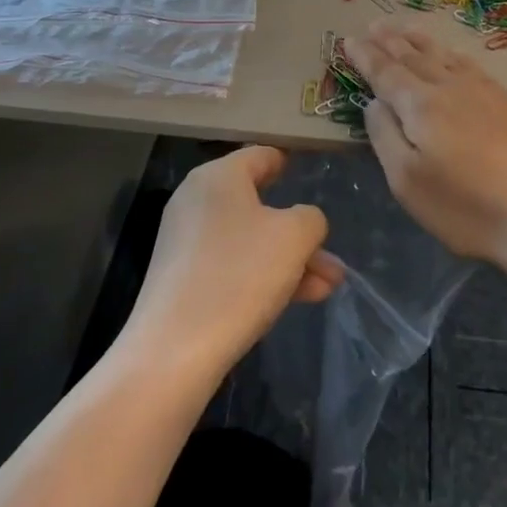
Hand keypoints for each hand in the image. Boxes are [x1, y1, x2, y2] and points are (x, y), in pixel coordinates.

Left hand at [128, 148, 344, 372]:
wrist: (174, 351)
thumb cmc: (239, 275)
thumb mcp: (294, 237)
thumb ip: (310, 219)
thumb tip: (303, 222)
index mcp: (218, 177)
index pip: (262, 155)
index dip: (289, 163)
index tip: (311, 175)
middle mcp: (197, 200)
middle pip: (260, 204)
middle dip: (301, 232)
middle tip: (332, 256)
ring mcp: (187, 241)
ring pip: (251, 240)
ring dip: (291, 260)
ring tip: (329, 287)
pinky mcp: (183, 278)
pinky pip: (233, 265)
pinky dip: (264, 276)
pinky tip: (298, 300)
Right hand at [344, 23, 506, 267]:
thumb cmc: (464, 208)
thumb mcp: (407, 182)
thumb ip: (385, 135)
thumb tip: (375, 102)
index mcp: (421, 106)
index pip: (385, 72)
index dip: (366, 56)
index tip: (348, 40)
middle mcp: (450, 88)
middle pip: (414, 57)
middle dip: (389, 40)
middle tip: (372, 24)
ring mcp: (484, 91)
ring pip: (443, 56)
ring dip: (419, 40)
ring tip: (403, 27)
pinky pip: (470, 64)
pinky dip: (451, 53)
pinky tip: (450, 53)